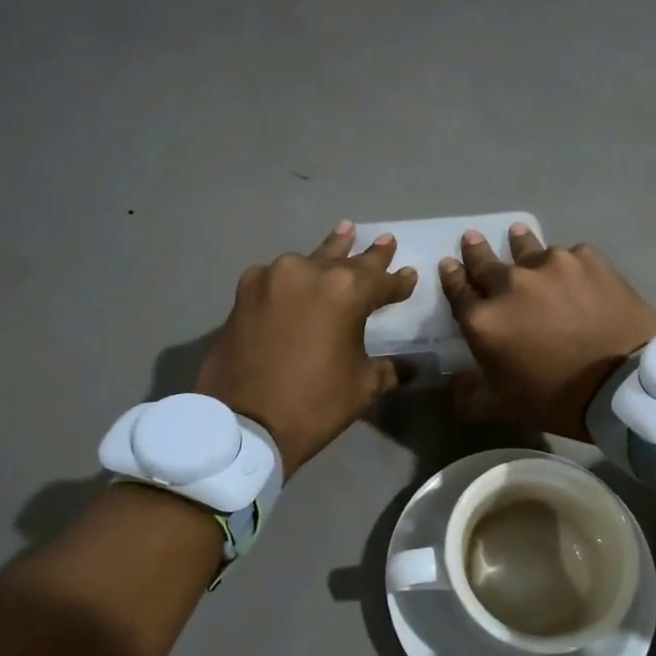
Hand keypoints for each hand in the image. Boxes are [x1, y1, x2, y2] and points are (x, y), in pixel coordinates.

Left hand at [197, 221, 417, 478]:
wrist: (243, 423)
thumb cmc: (315, 404)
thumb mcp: (363, 387)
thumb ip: (388, 368)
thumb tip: (411, 366)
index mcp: (345, 291)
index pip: (382, 281)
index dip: (398, 282)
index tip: (409, 276)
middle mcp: (308, 272)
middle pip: (346, 260)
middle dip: (368, 255)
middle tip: (385, 240)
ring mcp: (271, 278)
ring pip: (309, 261)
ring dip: (329, 253)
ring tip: (345, 232)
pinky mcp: (243, 293)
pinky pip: (276, 277)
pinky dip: (291, 278)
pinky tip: (296, 277)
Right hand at [441, 226, 655, 440]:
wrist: (622, 384)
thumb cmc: (556, 398)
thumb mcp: (503, 406)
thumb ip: (471, 395)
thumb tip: (457, 382)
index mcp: (484, 319)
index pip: (457, 289)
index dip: (451, 276)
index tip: (449, 264)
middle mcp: (511, 283)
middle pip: (485, 261)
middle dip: (476, 250)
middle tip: (472, 238)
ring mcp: (551, 265)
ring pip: (528, 248)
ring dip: (519, 244)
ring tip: (518, 234)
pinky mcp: (588, 259)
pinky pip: (570, 256)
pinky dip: (566, 263)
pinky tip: (572, 269)